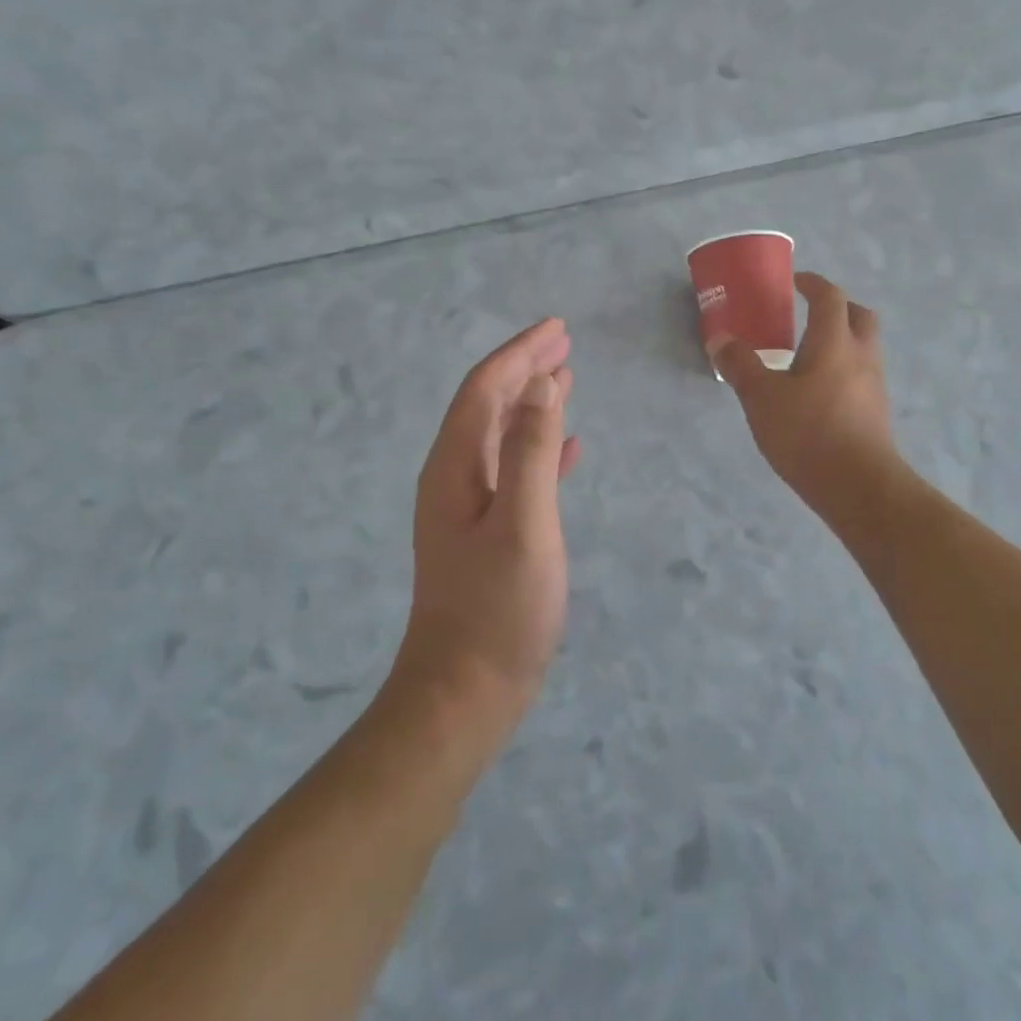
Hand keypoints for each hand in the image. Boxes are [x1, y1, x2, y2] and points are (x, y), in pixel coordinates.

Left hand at [397, 319, 581, 734]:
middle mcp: (454, 478)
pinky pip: (514, 472)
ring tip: (566, 379)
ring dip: (532, 403)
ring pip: (501, 436)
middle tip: (565, 343)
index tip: (557, 328)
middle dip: (524, 369)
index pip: (484, 390)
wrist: (465, 692)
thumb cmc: (498, 608)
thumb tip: (540, 382)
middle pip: (488, 405)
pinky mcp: (488, 533)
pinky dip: (538, 449)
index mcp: (454, 467)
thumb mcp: (522, 523)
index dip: (519, 354)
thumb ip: (529, 450)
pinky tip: (566, 448)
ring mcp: (468, 508)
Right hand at [715, 272, 896, 511]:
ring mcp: (874, 385)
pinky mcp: (876, 412)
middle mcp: (861, 356)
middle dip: (837, 308)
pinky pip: (861, 376)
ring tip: (808, 355)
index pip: (829, 297)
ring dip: (841, 340)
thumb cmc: (808, 432)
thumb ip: (741, 365)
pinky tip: (818, 392)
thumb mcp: (761, 398)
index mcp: (834, 341)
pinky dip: (842, 370)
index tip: (794, 281)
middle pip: (859, 316)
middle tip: (809, 313)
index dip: (812, 284)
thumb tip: (720, 339)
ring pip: (863, 347)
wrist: (858, 486)